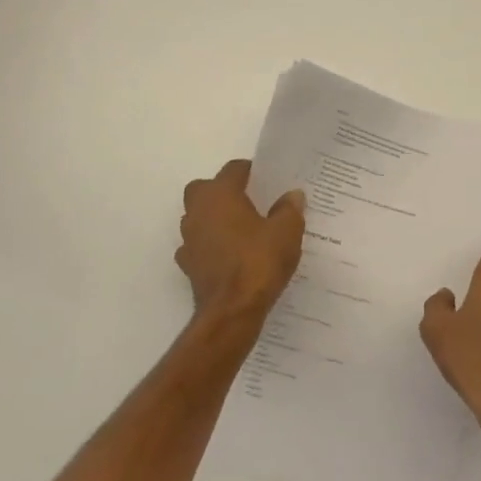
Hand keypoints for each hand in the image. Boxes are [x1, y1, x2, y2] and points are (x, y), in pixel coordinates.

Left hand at [177, 160, 304, 322]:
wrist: (232, 310)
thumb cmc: (259, 261)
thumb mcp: (287, 231)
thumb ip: (289, 209)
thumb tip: (292, 195)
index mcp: (220, 194)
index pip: (233, 169)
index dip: (252, 171)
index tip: (269, 180)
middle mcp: (197, 211)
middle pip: (206, 189)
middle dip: (225, 191)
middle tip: (251, 202)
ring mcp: (188, 239)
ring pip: (199, 217)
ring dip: (216, 219)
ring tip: (244, 230)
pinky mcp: (188, 265)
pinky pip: (200, 245)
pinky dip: (212, 246)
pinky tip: (231, 256)